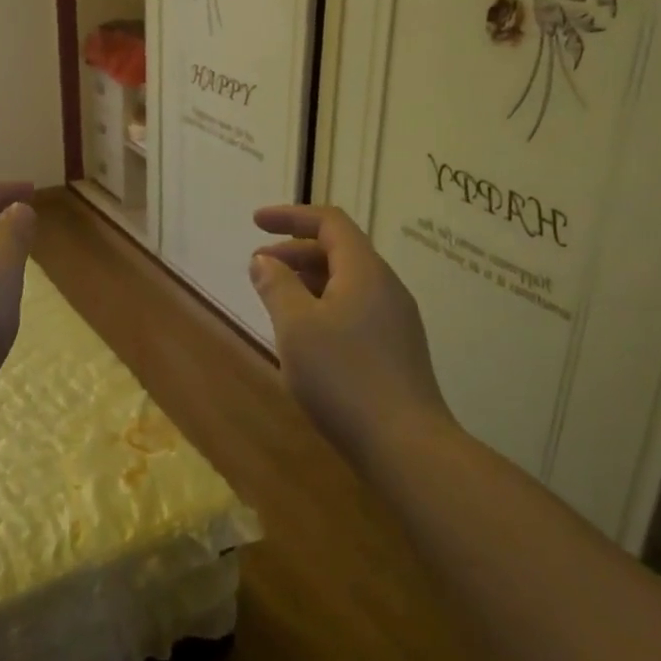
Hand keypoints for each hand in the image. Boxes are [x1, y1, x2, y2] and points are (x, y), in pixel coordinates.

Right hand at [249, 205, 454, 466]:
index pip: (330, 222)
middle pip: (339, 250)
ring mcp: (396, 319)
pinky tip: (306, 336)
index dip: (290, 216)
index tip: (255, 223)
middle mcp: (386, 286)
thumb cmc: (344, 377)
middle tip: (258, 267)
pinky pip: (356, 309)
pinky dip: (324, 305)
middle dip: (295, 251)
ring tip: (276, 299)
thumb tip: (263, 260)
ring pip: (347, 282)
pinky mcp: (396, 349)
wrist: (405, 444)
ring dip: (308, 280)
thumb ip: (277, 286)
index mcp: (364, 271)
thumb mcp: (297, 328)